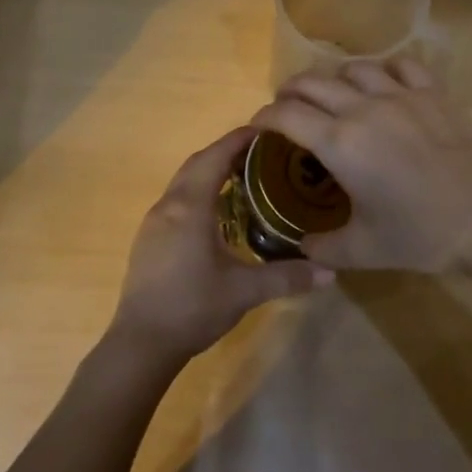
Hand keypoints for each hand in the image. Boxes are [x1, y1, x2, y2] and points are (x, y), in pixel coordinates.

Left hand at [108, 127, 329, 369]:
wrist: (141, 342)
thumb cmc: (193, 307)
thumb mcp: (244, 291)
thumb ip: (286, 277)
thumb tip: (331, 272)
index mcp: (190, 207)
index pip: (214, 158)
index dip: (238, 140)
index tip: (264, 129)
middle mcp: (168, 206)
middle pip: (196, 164)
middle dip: (225, 152)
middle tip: (259, 152)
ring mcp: (153, 223)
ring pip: (183, 182)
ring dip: (209, 172)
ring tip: (242, 178)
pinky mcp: (148, 240)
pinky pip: (176, 201)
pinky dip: (197, 193)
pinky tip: (215, 214)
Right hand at [250, 59, 471, 275]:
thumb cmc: (422, 234)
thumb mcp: (364, 250)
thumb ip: (324, 249)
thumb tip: (303, 247)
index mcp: (340, 143)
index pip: (287, 115)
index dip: (264, 117)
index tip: (257, 126)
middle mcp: (363, 108)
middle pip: (313, 83)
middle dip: (290, 92)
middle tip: (287, 108)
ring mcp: (401, 95)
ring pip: (354, 68)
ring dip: (334, 79)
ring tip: (332, 95)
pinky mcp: (433, 93)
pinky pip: (401, 65)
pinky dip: (384, 70)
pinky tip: (384, 84)